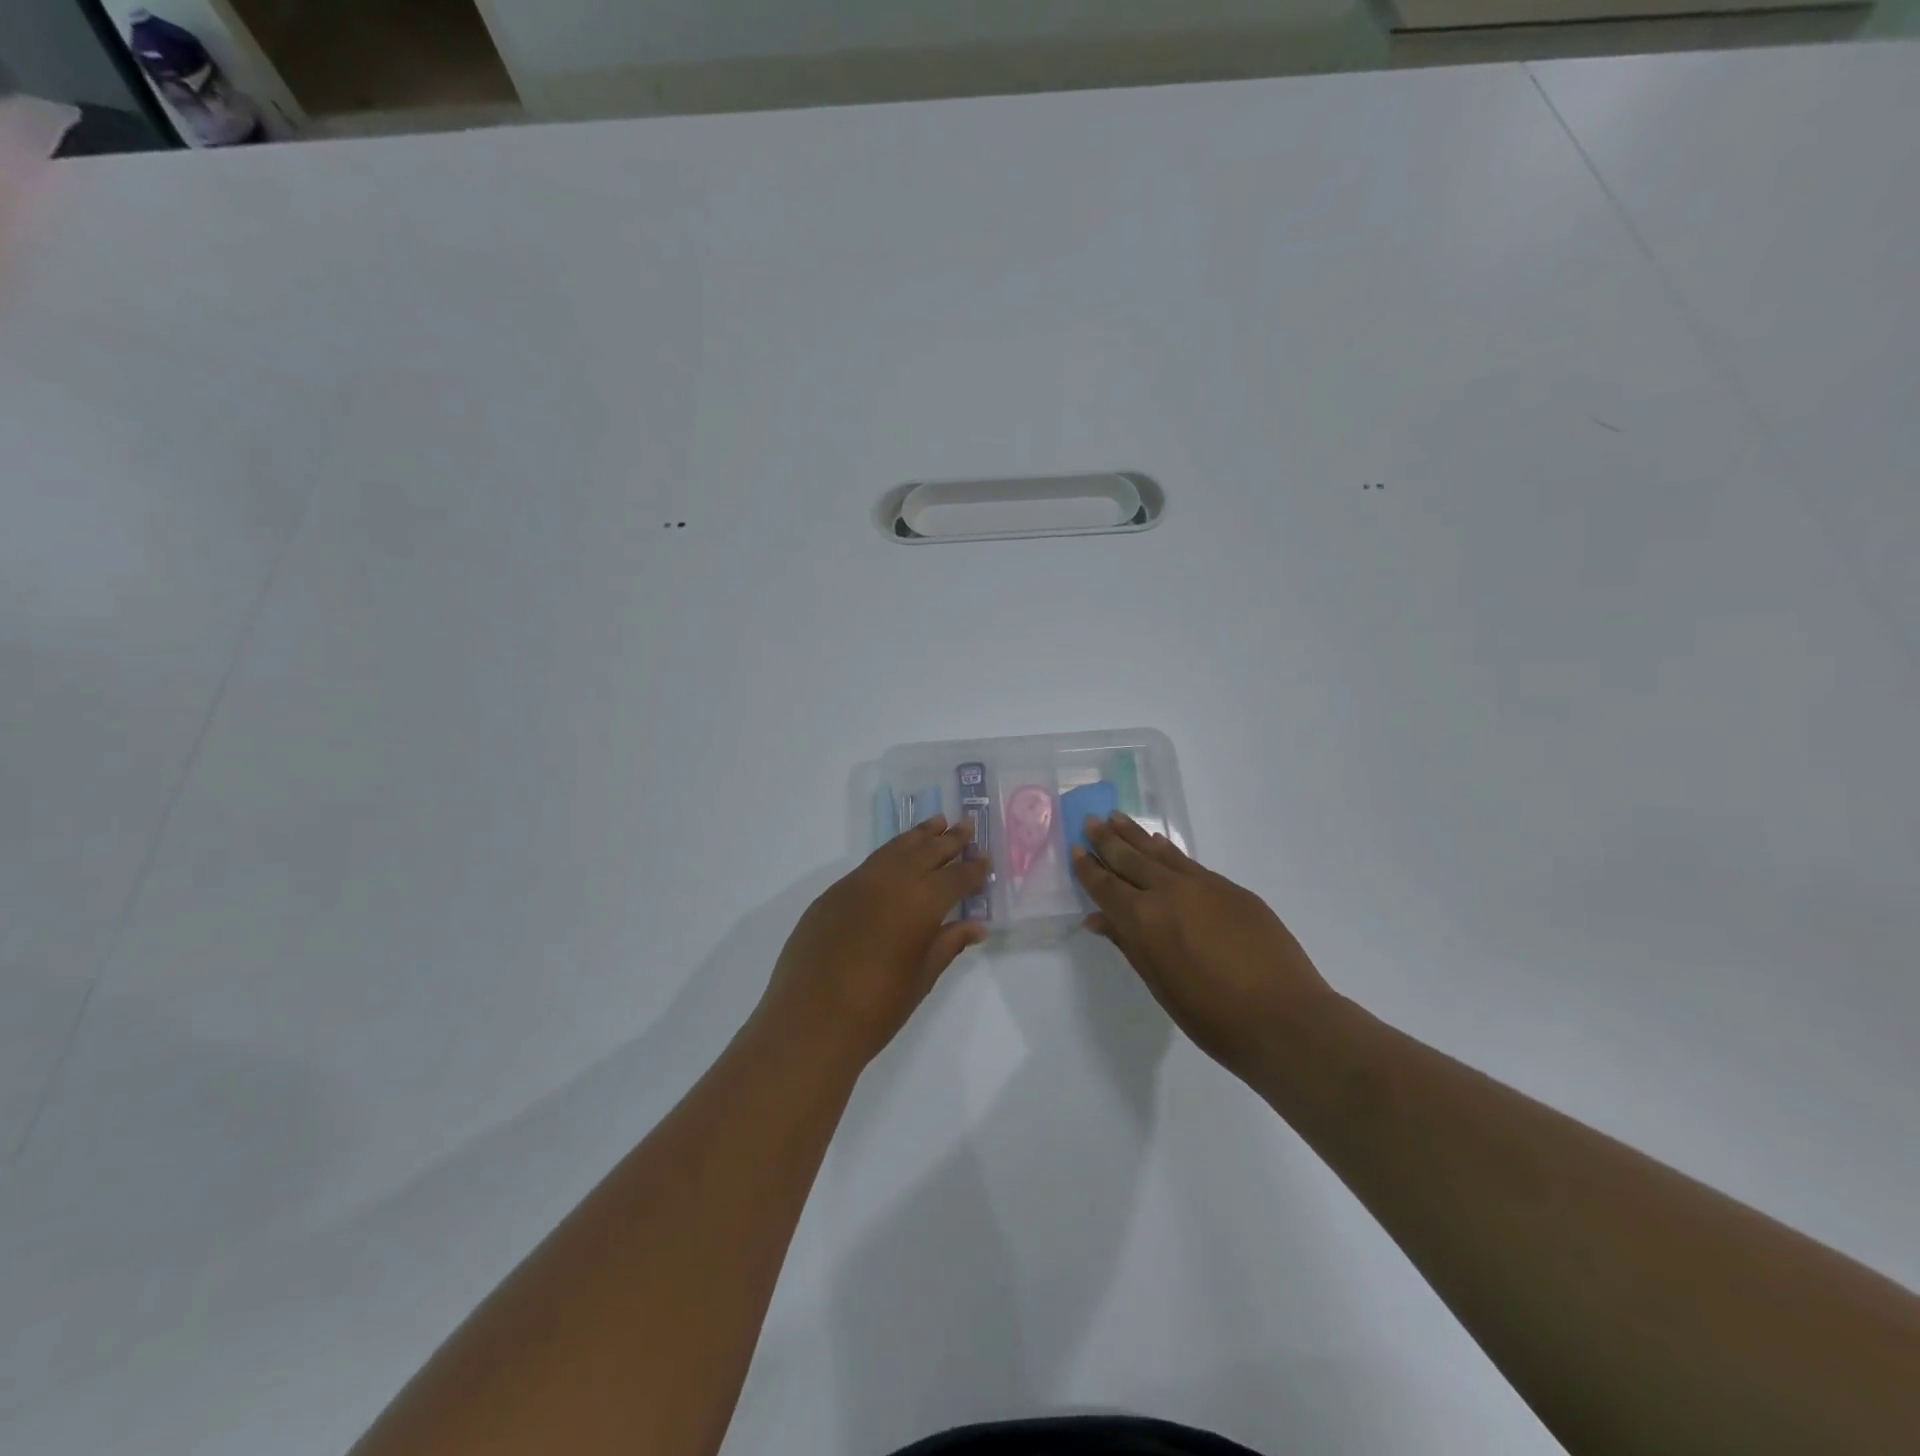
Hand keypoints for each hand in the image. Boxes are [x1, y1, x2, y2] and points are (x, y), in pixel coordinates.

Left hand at [759, 816, 990, 1065]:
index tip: (986, 858)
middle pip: (926, 851)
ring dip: (918, 836)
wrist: (809, 1022)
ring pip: (895, 849)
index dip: (973, 868)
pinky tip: (896, 855)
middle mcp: (891, 882)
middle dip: (949, 839)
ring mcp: (857, 884)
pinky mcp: (832, 894)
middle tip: (967, 824)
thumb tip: (975, 926)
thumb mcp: (921, 978)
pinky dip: (890, 853)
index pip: (955, 877)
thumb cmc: (876, 1009)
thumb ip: (948, 944)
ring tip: (936, 822)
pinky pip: (870, 864)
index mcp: (921, 903)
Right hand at [1072, 813, 1333, 1075]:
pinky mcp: (1231, 889)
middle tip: (1091, 820)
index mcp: (1143, 919)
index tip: (1075, 849)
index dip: (1088, 868)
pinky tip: (1160, 845)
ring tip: (1117, 818)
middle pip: (1130, 858)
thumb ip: (1128, 944)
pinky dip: (1168, 851)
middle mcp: (1168, 892)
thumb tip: (1098, 918)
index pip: (1106, 886)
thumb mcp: (1159, 983)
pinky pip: (1188, 863)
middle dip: (1107, 840)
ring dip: (1136, 835)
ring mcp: (1203, 885)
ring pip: (1160, 852)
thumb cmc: (1211, 1015)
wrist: (1283, 1017)